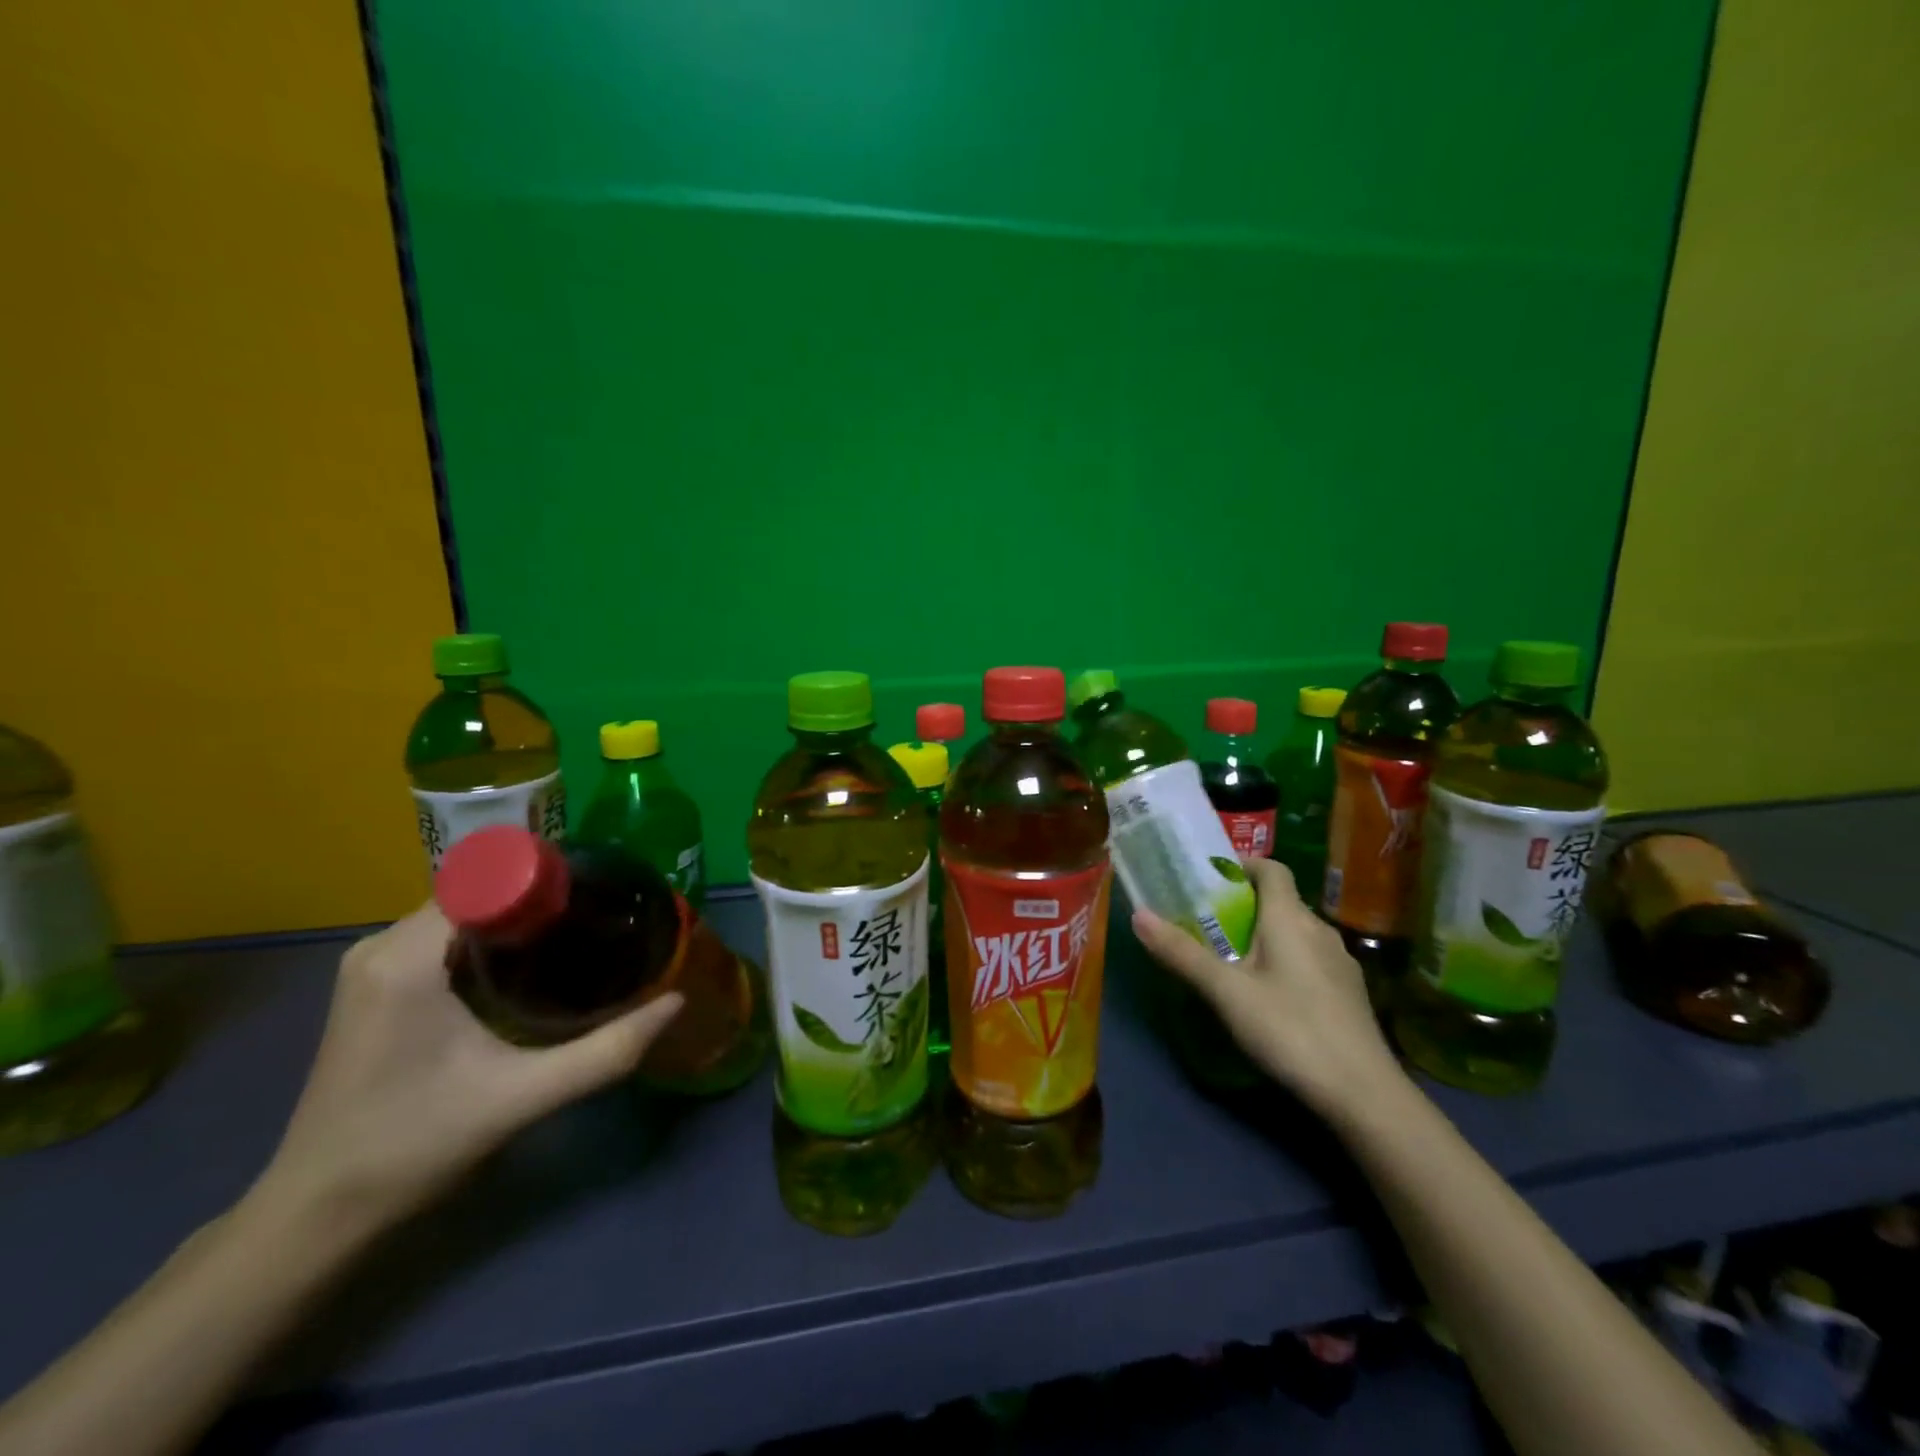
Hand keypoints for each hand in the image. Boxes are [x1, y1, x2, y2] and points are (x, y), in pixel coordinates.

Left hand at [250, 904, 683, 1239]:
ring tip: (581, 935)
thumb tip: (675, 1003)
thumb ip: (606, 1051)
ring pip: (465, 913)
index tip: (603, 893)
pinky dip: (491, 939)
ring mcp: (373, 964)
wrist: (314, 1217)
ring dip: (518, 920)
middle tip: (604, 917)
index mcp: (407, 957)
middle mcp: (382, 945)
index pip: (490, 880)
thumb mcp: (522, 1098)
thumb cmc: (413, 1148)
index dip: (550, 880)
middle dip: (542, 900)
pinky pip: (446, 936)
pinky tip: (531, 967)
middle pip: (480, 893)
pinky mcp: (376, 985)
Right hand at [1132, 858, 1403, 1118]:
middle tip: (1206, 923)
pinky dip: (1283, 960)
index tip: (1209, 879)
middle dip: (1243, 905)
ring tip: (1230, 960)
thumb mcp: (1225, 992)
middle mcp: (1319, 930)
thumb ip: (1182, 953)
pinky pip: (1308, 959)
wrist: (1364, 1093)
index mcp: (1290, 918)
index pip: (1271, 868)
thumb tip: (1138, 915)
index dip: (1242, 865)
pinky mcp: (1347, 992)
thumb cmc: (1290, 1029)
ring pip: (1294, 932)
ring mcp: (1339, 962)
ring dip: (1263, 935)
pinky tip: (1267, 995)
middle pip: (1280, 901)